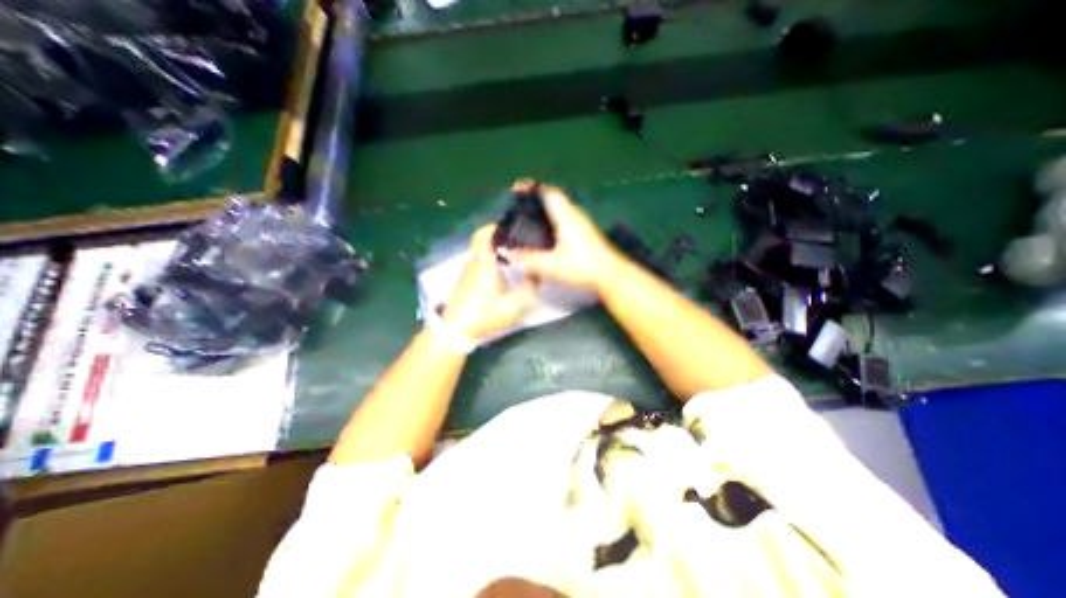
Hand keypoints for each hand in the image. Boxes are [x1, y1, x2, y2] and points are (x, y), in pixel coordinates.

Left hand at [445, 224, 541, 339]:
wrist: (455, 331)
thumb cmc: (484, 314)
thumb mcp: (513, 305)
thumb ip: (528, 289)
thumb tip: (536, 274)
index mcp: (484, 263)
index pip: (484, 234)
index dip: (494, 227)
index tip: (509, 227)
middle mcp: (473, 263)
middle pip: (481, 242)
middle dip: (497, 240)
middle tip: (515, 244)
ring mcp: (466, 273)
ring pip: (479, 254)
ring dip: (493, 252)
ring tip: (511, 258)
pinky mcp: (463, 283)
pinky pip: (477, 264)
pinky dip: (487, 263)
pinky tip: (500, 275)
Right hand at [507, 181, 626, 294]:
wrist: (611, 275)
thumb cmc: (582, 266)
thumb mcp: (551, 265)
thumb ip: (529, 260)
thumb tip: (509, 255)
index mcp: (566, 216)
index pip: (549, 192)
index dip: (533, 188)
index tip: (518, 190)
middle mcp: (575, 215)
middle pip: (555, 199)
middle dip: (537, 200)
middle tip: (521, 208)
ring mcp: (583, 224)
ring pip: (561, 210)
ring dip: (547, 211)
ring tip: (531, 221)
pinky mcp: (587, 234)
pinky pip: (566, 220)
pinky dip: (554, 222)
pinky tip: (548, 237)